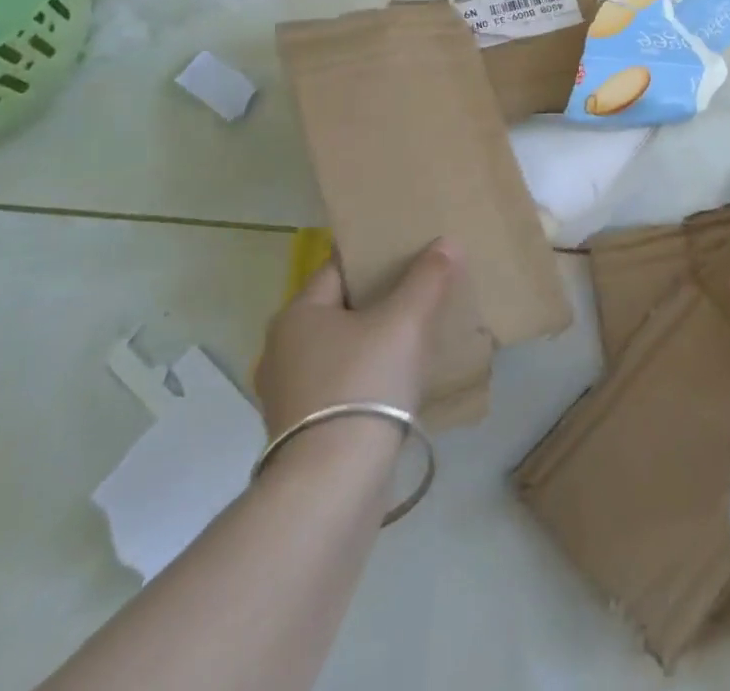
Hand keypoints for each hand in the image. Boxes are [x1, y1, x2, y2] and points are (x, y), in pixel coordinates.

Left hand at [255, 239, 462, 435]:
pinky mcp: (305, 432)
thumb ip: (427, 278)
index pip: (339, 267)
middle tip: (423, 286)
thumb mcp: (405, 321)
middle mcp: (283, 351)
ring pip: (343, 349)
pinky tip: (403, 378)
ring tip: (420, 331)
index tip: (411, 248)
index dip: (376, 254)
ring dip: (377, 339)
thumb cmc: (364, 384)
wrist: (334, 485)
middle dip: (381, 298)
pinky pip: (344, 385)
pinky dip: (370, 375)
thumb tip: (446, 243)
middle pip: (342, 308)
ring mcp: (290, 396)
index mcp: (296, 316)